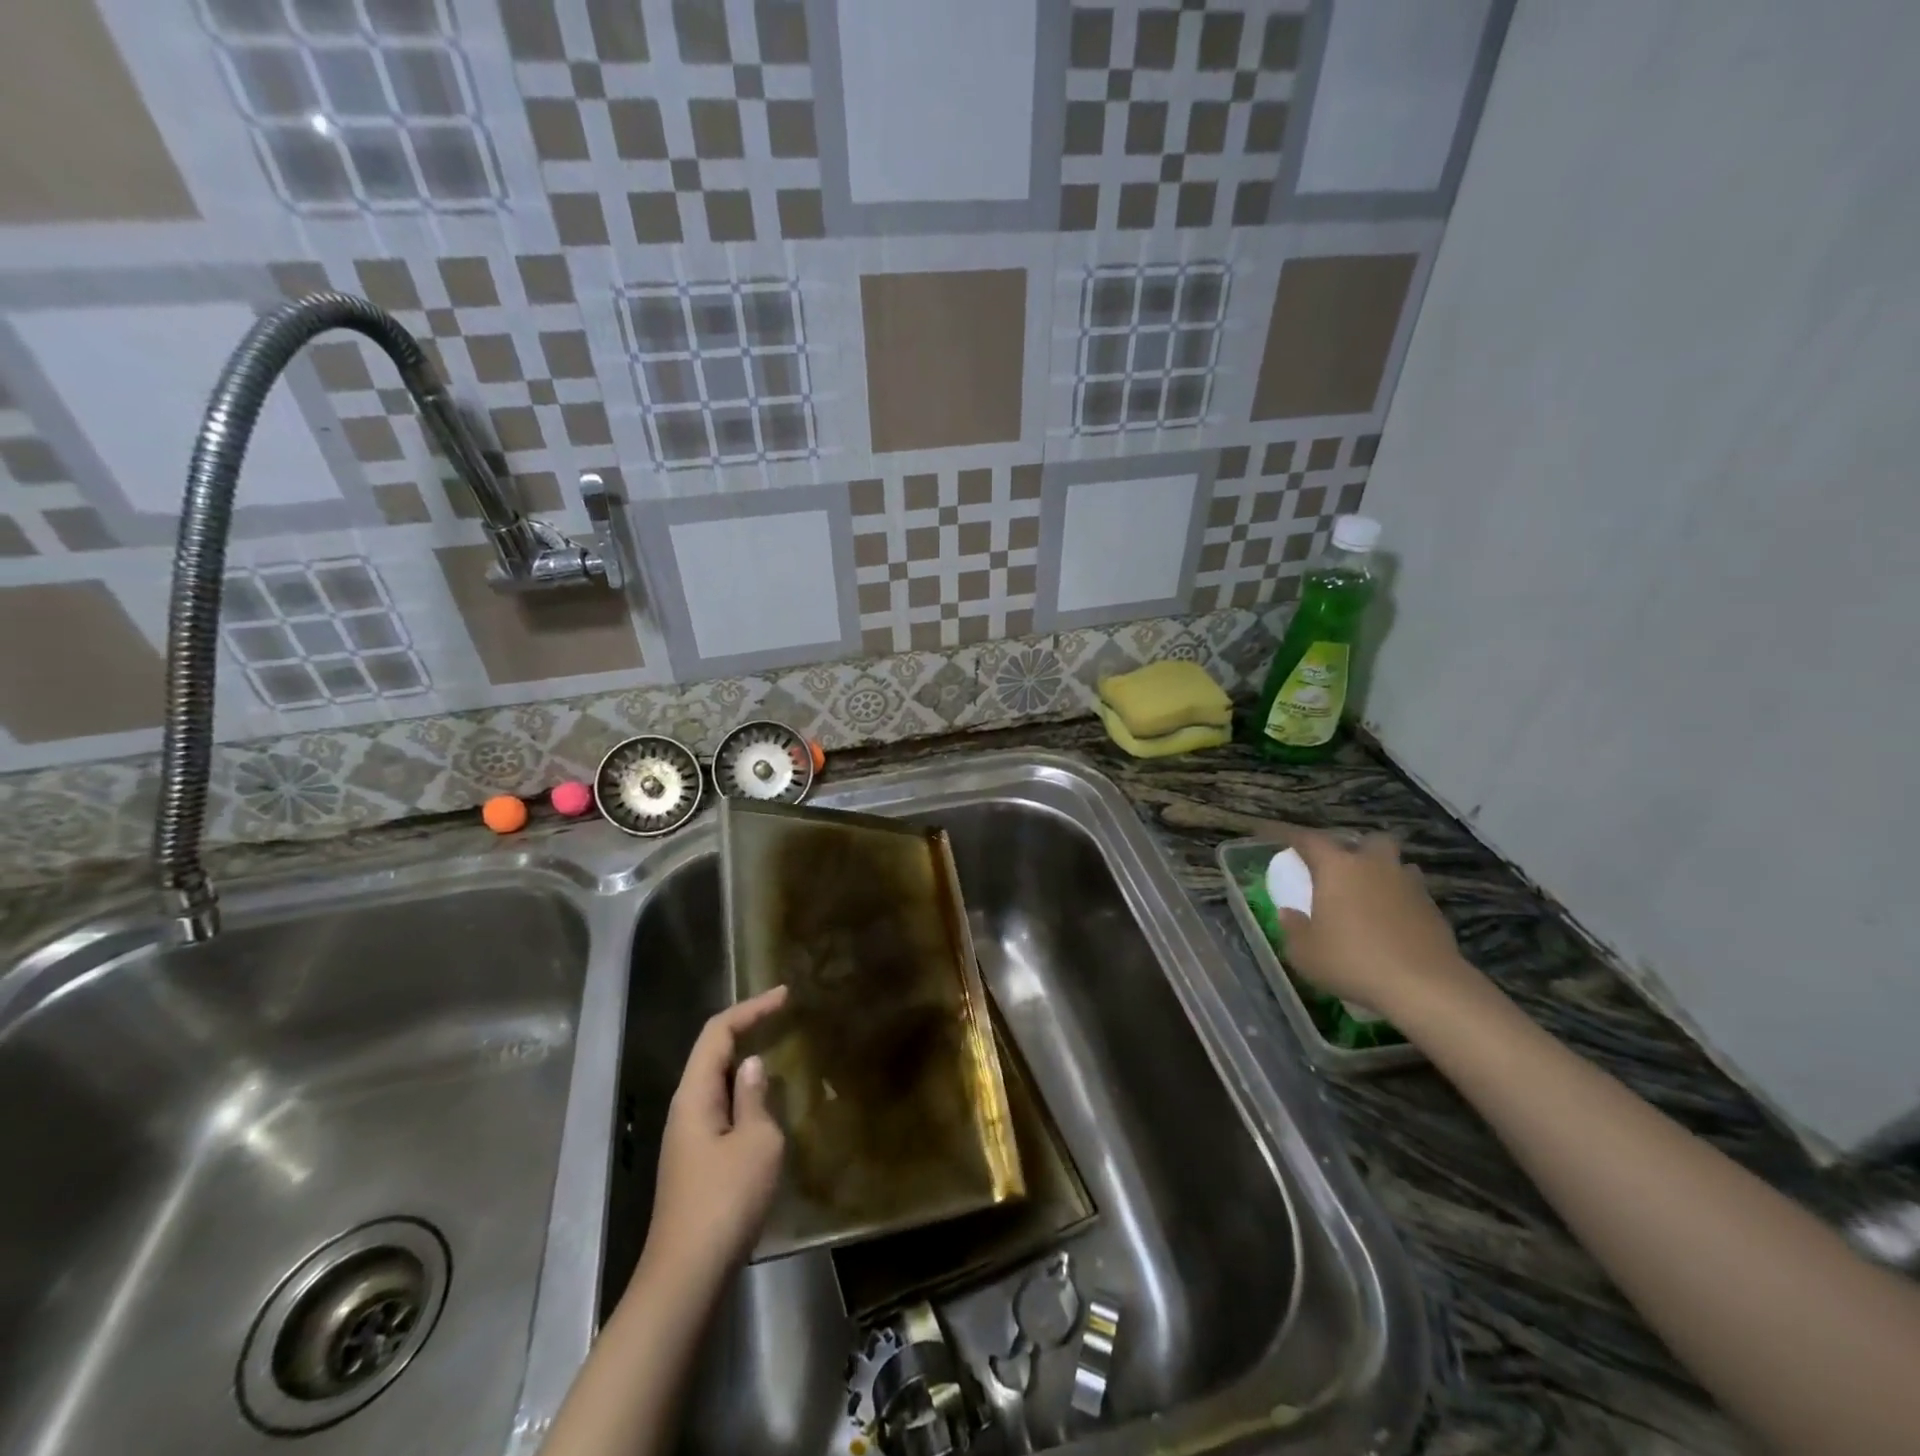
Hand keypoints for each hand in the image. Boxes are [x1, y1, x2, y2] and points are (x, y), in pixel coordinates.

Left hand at [644, 986, 788, 1288]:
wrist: (687, 1275)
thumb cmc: (725, 1200)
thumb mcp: (756, 1142)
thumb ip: (754, 1097)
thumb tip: (751, 1065)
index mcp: (694, 1095)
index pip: (718, 1032)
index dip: (751, 1008)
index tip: (785, 995)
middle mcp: (685, 1108)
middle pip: (712, 1052)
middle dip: (746, 1027)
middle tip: (784, 1015)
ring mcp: (687, 1136)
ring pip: (715, 1081)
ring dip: (744, 1060)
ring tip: (779, 1049)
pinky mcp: (695, 1160)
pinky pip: (720, 1107)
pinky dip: (742, 1091)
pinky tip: (765, 1101)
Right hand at [1272, 828, 1480, 1018]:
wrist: (1424, 986)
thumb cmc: (1352, 961)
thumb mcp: (1305, 952)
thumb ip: (1293, 928)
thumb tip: (1289, 913)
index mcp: (1337, 868)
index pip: (1310, 840)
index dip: (1294, 838)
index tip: (1284, 841)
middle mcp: (1374, 866)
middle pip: (1369, 840)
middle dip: (1357, 849)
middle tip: (1344, 870)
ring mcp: (1409, 885)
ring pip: (1398, 865)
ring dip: (1385, 874)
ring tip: (1373, 897)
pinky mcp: (1434, 909)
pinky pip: (1414, 894)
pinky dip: (1402, 902)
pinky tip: (1394, 925)